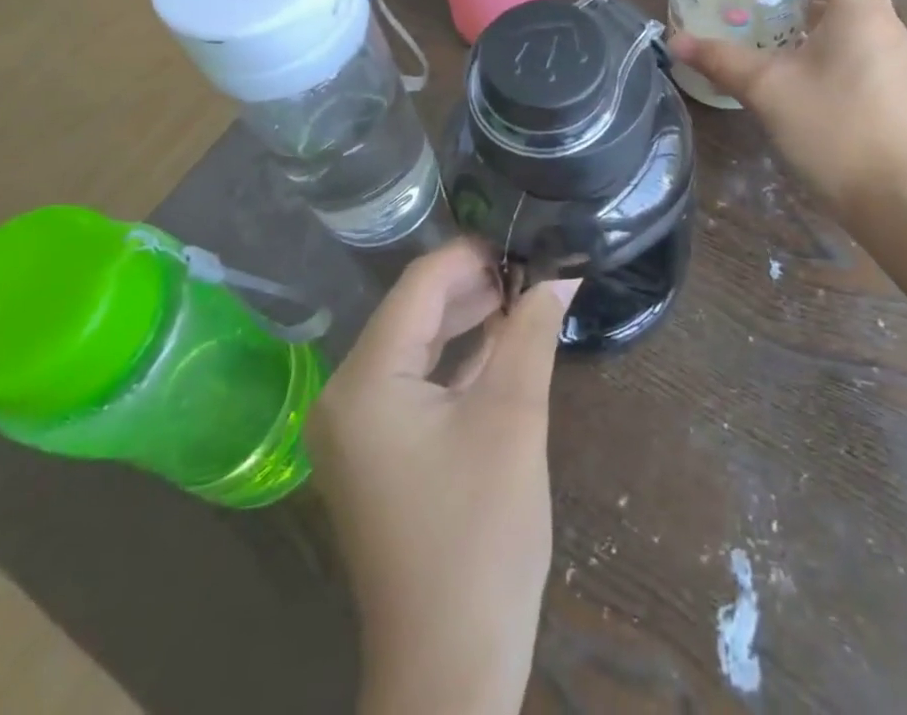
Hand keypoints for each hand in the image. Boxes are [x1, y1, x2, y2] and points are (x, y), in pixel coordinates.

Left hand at [307, 239, 579, 714]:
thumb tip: (561, 276)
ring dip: (464, 321)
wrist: (451, 668)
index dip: (468, 256)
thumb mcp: (513, 419)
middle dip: (470, 287)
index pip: (417, 289)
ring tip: (520, 293)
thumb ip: (530, 334)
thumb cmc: (482, 536)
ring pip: (413, 348)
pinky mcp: (375, 455)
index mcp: (364, 383)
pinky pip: (412, 385)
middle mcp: (345, 398)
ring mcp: (355, 430)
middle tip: (529, 265)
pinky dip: (453, 362)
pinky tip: (496, 342)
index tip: (519, 238)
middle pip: (411, 314)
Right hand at [670, 0, 906, 218]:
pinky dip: (824, 37)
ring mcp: (891, 54)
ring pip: (850, 13)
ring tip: (762, 18)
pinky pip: (855, 40)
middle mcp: (884, 23)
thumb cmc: (831, 128)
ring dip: (810, 11)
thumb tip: (674, 40)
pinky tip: (789, 59)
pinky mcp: (889, 82)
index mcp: (862, 9)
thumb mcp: (766, 89)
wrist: (891, 198)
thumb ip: (720, 59)